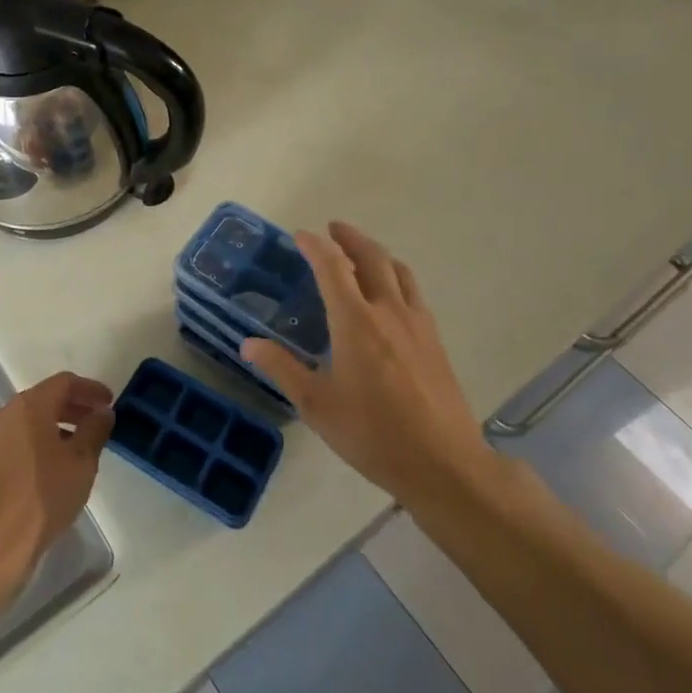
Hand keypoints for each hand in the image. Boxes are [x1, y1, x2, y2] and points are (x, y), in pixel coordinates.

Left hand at [0, 372, 113, 583]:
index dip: (90, 389)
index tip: (110, 403)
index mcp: (29, 405)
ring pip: (32, 421)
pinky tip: (58, 467)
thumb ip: (94, 430)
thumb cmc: (43, 495)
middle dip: (75, 407)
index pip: (65, 382)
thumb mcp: (81, 462)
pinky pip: (20, 440)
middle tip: (99, 423)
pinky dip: (42, 443)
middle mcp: (7, 413)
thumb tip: (102, 412)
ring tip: (83, 448)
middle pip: (46, 398)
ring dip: (59, 426)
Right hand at [243, 221, 489, 506]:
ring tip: (362, 253)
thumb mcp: (317, 405)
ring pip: (398, 271)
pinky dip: (396, 276)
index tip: (300, 235)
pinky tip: (391, 295)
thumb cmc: (373, 434)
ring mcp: (418, 324)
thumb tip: (248, 345)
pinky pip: (414, 292)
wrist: (444, 463)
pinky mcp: (435, 340)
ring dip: (377, 253)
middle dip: (350, 237)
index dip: (315, 246)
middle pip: (372, 257)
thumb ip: (282, 369)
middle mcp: (388, 311)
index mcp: (356, 321)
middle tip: (333, 228)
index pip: (332, 267)